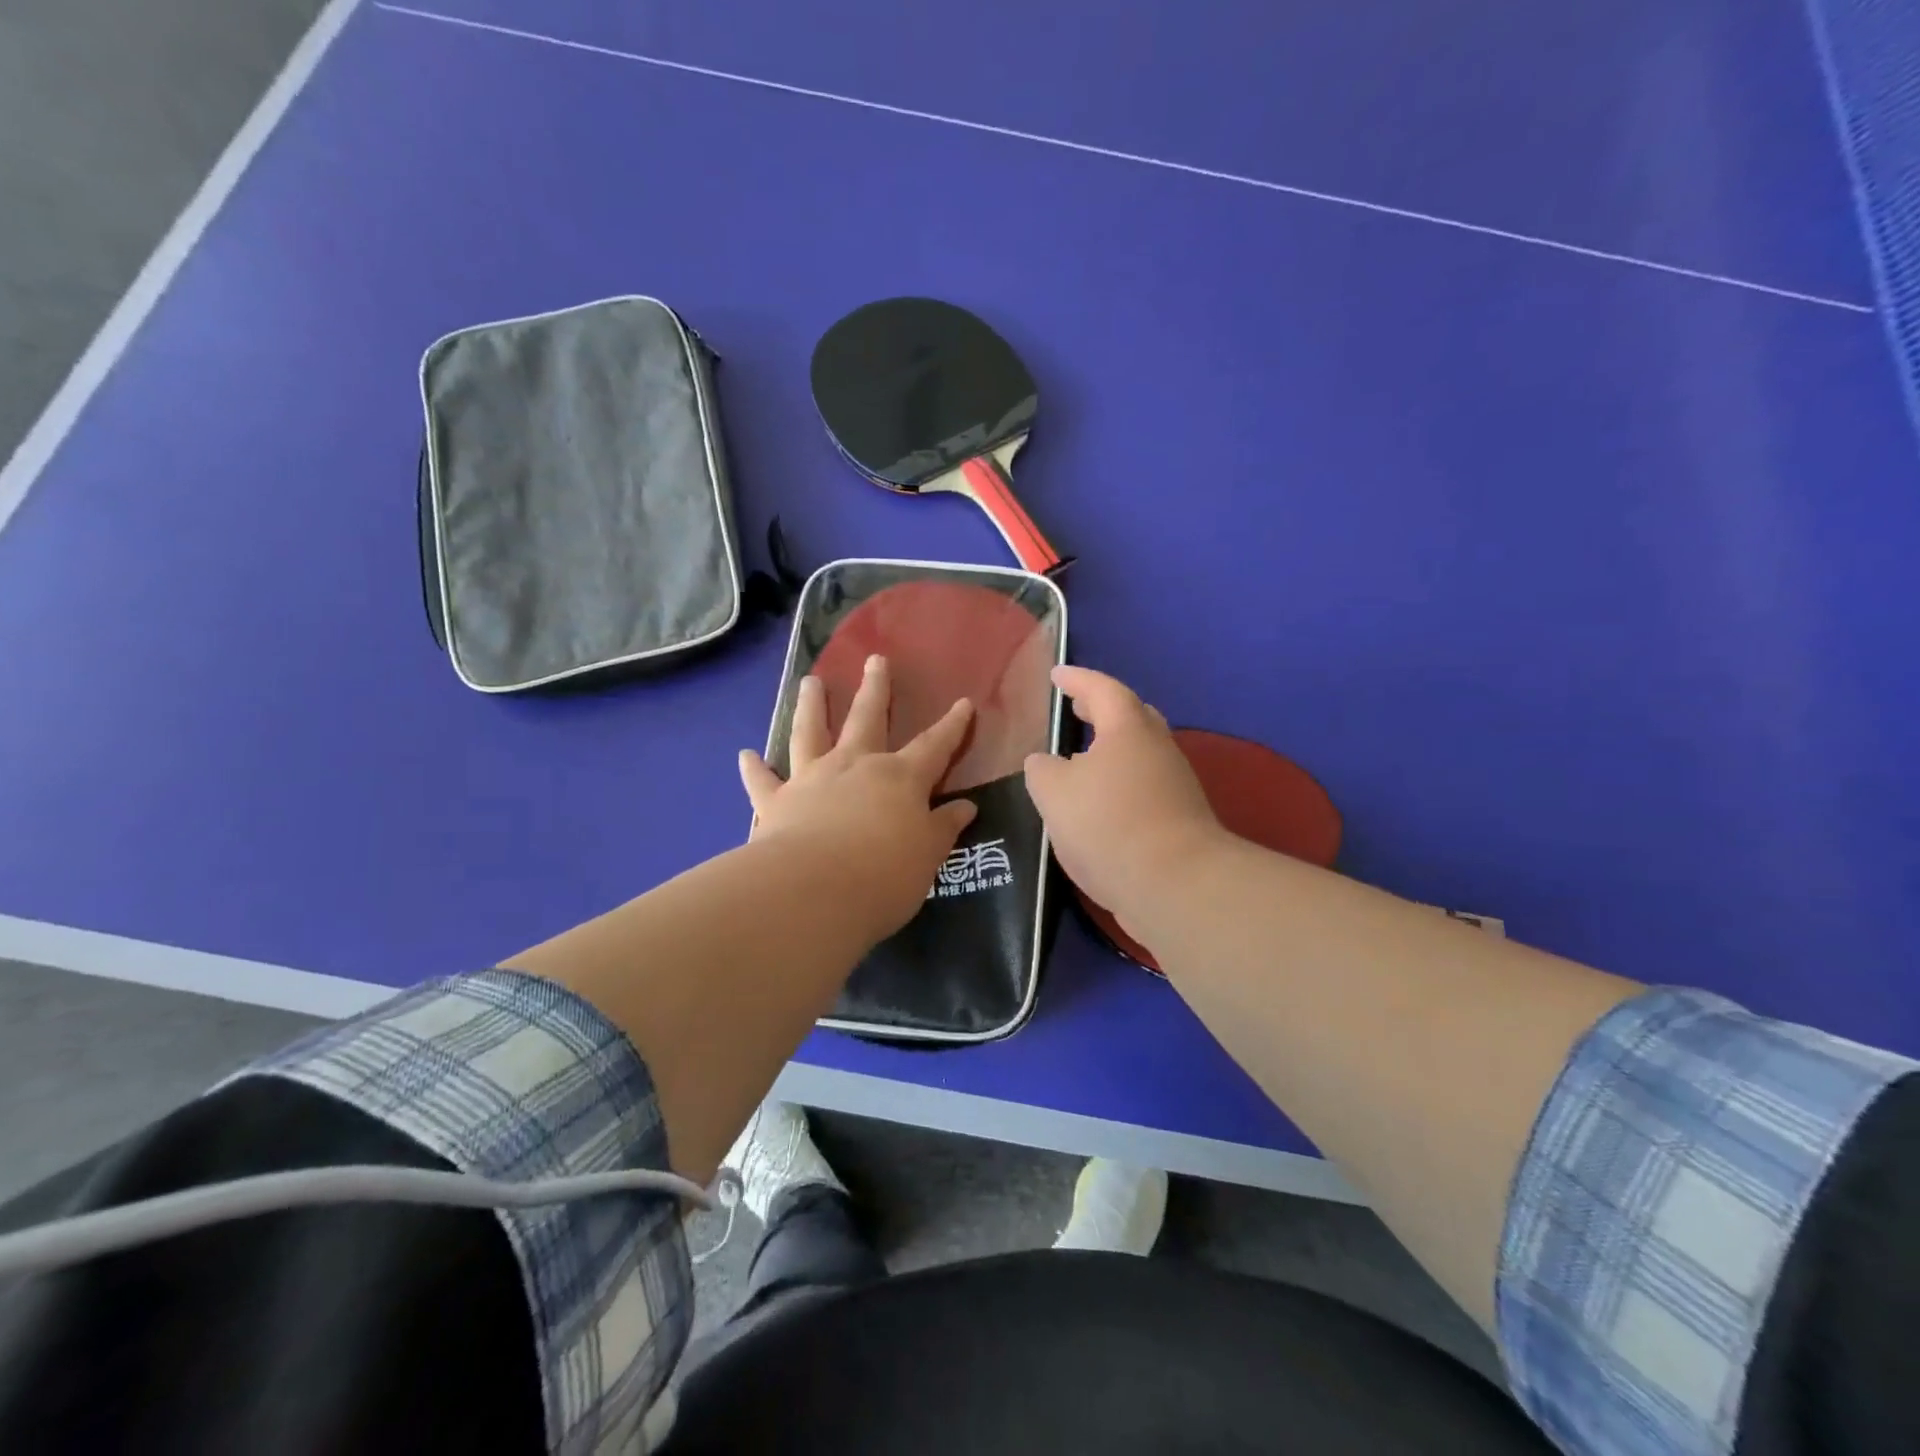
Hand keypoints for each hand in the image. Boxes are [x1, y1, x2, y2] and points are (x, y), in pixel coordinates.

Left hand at [739, 655, 977, 935]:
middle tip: (875, 659)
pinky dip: (754, 768)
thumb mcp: (928, 855)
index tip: (963, 703)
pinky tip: (745, 755)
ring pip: (810, 732)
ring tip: (810, 682)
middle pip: (867, 718)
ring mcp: (811, 779)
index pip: (934, 746)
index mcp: (900, 778)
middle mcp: (855, 766)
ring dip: (811, 706)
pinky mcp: (775, 802)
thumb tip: (965, 807)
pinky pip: (763, 781)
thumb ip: (943, 828)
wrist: (813, 891)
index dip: (951, 725)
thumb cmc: (883, 875)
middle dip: (875, 688)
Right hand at [1023, 666, 1224, 927]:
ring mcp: (1175, 785)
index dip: (1076, 679)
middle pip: (1130, 717)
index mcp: (1128, 728)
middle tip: (1075, 710)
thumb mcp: (1053, 791)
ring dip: (1109, 751)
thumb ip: (1042, 770)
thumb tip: (1045, 763)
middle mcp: (1158, 748)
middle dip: (1101, 710)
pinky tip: (1097, 806)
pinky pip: (1142, 787)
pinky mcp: (1180, 820)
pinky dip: (1118, 785)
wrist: (1175, 885)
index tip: (1056, 675)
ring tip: (1078, 761)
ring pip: (1138, 755)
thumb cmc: (1108, 824)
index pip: (1101, 689)